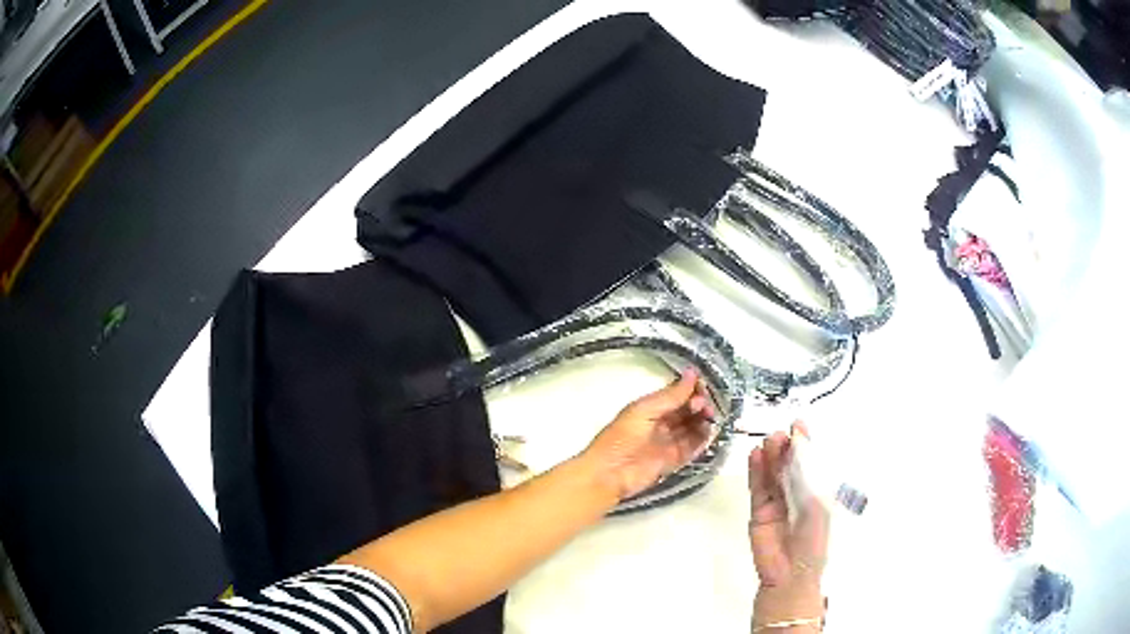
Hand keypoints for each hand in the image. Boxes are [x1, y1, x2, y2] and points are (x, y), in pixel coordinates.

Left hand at [583, 369, 713, 500]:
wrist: (609, 474)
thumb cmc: (622, 438)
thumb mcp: (644, 411)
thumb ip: (670, 396)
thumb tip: (693, 373)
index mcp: (650, 408)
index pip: (676, 395)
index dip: (690, 390)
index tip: (703, 387)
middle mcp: (661, 423)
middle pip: (686, 411)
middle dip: (699, 405)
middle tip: (705, 406)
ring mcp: (668, 442)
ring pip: (692, 428)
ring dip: (703, 421)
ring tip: (709, 418)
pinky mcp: (674, 460)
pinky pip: (692, 447)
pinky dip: (702, 440)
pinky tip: (709, 432)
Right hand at [749, 424, 828, 625]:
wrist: (792, 573)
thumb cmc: (814, 539)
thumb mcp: (818, 503)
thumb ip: (807, 473)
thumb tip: (800, 443)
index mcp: (818, 493)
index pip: (811, 463)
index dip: (805, 443)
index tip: (799, 423)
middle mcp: (798, 495)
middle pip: (790, 465)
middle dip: (786, 447)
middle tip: (781, 432)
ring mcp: (777, 503)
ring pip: (773, 473)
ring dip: (771, 456)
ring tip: (768, 439)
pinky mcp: (759, 512)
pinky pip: (758, 487)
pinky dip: (756, 470)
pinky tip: (755, 454)